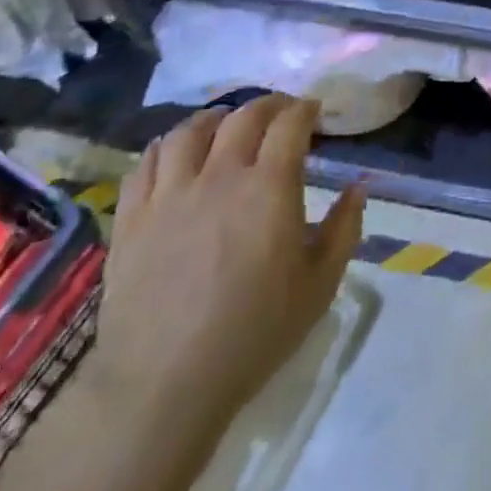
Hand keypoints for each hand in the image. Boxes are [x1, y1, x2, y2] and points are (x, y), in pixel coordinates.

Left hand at [91, 95, 364, 449]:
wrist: (163, 384)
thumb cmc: (254, 333)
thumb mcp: (320, 284)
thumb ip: (345, 228)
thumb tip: (358, 188)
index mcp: (269, 187)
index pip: (289, 123)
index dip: (305, 109)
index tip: (315, 112)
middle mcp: (219, 176)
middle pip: (242, 116)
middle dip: (268, 105)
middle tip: (280, 113)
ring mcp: (170, 194)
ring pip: (190, 131)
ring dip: (215, 118)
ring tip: (225, 124)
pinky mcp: (132, 218)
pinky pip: (147, 162)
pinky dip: (167, 146)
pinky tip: (177, 154)